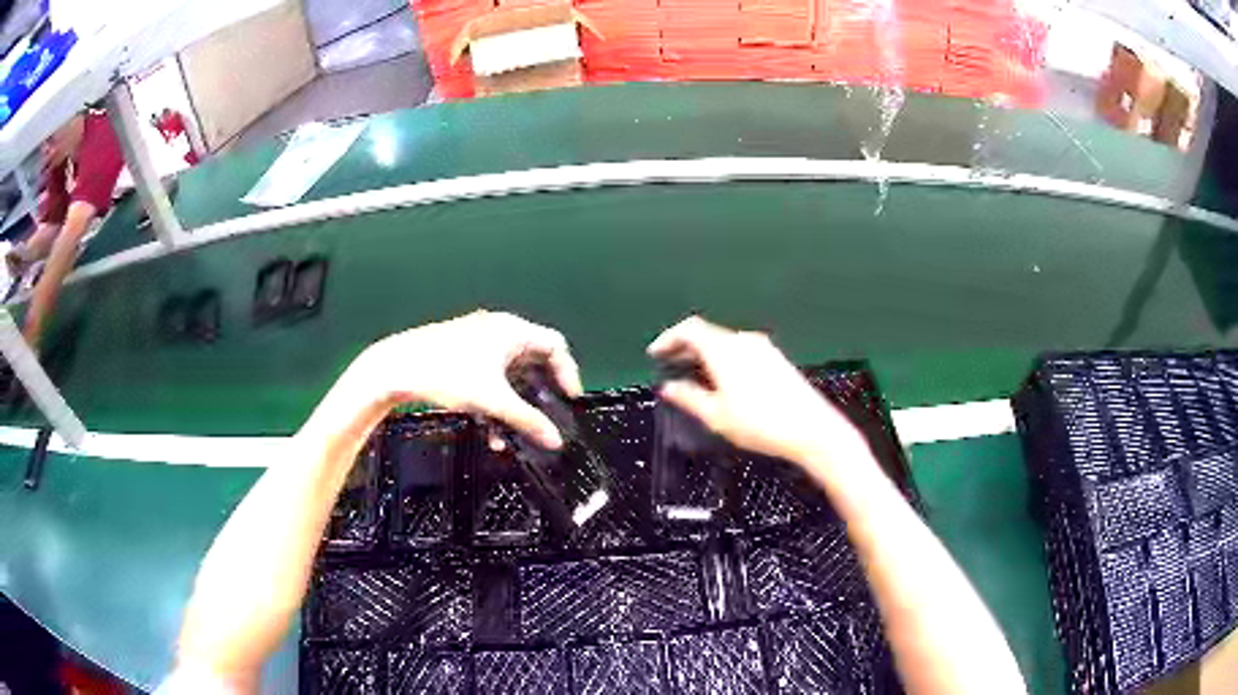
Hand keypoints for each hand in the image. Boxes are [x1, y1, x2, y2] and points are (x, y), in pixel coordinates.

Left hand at [348, 310, 582, 448]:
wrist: (396, 368)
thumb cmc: (449, 375)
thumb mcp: (492, 402)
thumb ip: (527, 421)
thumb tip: (556, 441)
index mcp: (512, 331)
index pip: (555, 345)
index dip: (568, 373)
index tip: (570, 400)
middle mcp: (498, 329)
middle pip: (533, 360)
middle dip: (539, 392)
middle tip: (547, 415)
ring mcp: (477, 339)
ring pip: (509, 373)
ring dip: (514, 402)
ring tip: (514, 432)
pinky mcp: (460, 352)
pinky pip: (490, 376)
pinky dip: (495, 399)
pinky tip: (489, 428)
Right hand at [648, 316, 866, 465]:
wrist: (811, 428)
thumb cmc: (759, 424)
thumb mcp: (717, 416)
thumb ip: (689, 398)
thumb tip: (668, 387)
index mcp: (724, 349)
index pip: (689, 329)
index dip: (668, 338)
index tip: (655, 354)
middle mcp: (742, 340)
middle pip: (707, 333)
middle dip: (685, 346)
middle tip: (669, 364)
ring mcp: (763, 348)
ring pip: (724, 342)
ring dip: (705, 353)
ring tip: (692, 374)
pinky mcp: (776, 359)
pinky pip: (740, 350)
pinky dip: (723, 358)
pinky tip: (722, 380)